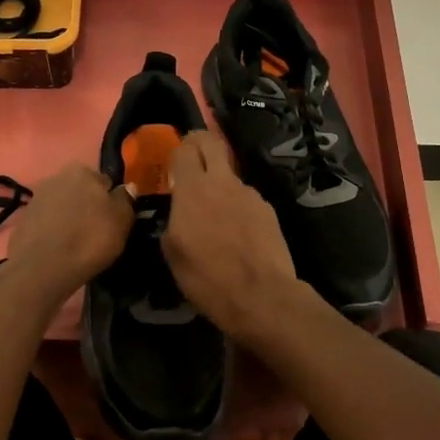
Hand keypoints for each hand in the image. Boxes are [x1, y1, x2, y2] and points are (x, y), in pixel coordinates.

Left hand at [4, 163, 133, 300]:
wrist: (44, 267)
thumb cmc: (90, 239)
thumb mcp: (121, 220)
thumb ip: (125, 199)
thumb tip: (128, 187)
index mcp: (81, 170)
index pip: (104, 182)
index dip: (110, 201)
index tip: (112, 220)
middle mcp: (56, 177)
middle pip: (80, 191)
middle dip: (87, 206)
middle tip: (96, 231)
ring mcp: (36, 198)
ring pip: (62, 206)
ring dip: (69, 218)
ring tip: (77, 243)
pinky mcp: (22, 220)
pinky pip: (46, 222)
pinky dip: (53, 231)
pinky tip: (59, 249)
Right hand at [163, 131, 309, 343]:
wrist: (261, 296)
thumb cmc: (208, 278)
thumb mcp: (173, 254)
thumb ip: (172, 223)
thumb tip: (177, 214)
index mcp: (193, 190)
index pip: (185, 149)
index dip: (177, 151)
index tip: (172, 165)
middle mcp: (223, 183)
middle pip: (211, 143)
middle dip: (199, 145)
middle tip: (191, 162)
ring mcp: (250, 194)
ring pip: (229, 176)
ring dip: (219, 185)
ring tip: (215, 215)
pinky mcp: (268, 210)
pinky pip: (246, 199)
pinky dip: (237, 207)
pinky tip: (237, 233)